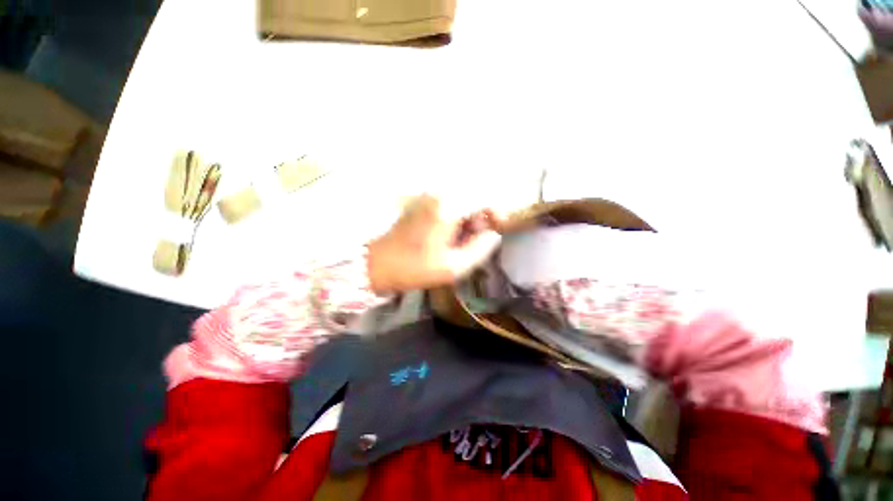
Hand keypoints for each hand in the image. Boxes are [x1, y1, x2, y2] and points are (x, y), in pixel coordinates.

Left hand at [366, 195, 502, 293]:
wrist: (378, 263)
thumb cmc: (414, 268)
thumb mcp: (453, 267)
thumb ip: (479, 249)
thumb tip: (493, 235)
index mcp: (448, 208)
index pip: (483, 198)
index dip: (495, 213)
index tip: (494, 231)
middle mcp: (439, 195)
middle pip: (473, 197)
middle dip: (479, 218)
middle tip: (473, 240)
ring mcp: (428, 197)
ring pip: (461, 200)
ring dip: (467, 218)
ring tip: (460, 241)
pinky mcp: (421, 202)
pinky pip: (448, 203)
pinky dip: (455, 217)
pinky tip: (447, 235)